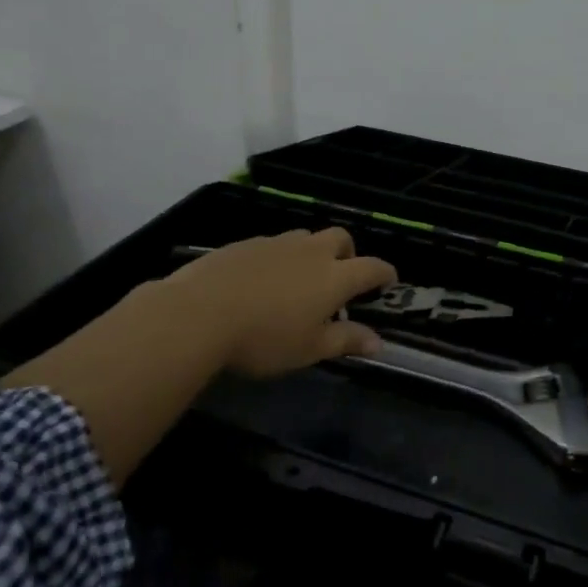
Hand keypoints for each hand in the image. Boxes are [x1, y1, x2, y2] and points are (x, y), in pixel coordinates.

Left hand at [168, 228, 396, 376]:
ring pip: (306, 237)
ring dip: (312, 252)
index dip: (385, 274)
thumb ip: (345, 341)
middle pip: (341, 239)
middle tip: (341, 277)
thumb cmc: (264, 338)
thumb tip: (379, 342)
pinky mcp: (245, 243)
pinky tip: (261, 281)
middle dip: (349, 254)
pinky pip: (273, 244)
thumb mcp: (309, 349)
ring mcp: (276, 243)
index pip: (372, 268)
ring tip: (299, 279)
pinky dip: (279, 257)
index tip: (389, 282)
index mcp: (334, 277)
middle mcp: (311, 252)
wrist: (198, 313)